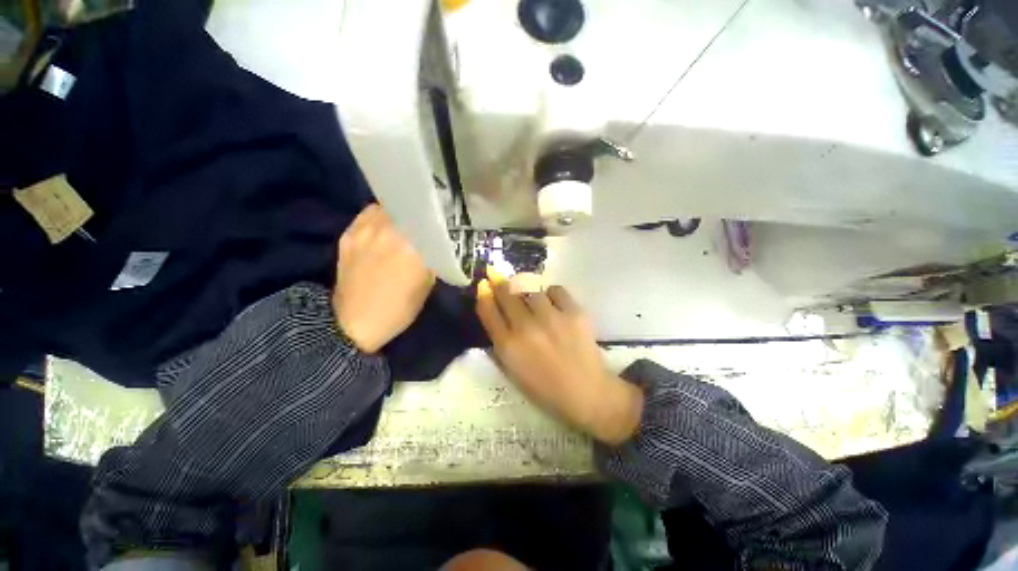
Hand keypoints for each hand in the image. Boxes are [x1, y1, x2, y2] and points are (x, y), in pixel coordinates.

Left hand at [333, 204, 434, 352]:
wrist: (354, 323)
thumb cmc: (398, 309)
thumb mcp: (426, 286)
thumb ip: (432, 260)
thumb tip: (436, 243)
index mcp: (412, 248)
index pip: (430, 221)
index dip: (437, 220)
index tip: (443, 221)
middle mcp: (388, 233)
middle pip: (408, 210)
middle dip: (418, 214)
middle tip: (425, 220)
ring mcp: (365, 231)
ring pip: (387, 207)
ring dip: (398, 212)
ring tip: (404, 221)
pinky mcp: (348, 235)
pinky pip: (367, 215)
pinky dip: (379, 217)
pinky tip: (383, 227)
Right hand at [475, 273, 642, 445]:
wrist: (586, 392)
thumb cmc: (545, 388)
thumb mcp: (513, 369)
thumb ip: (500, 340)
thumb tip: (494, 311)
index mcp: (508, 347)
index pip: (488, 310)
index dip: (484, 295)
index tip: (484, 286)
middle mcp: (526, 328)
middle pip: (506, 293)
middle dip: (501, 285)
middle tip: (501, 279)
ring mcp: (551, 318)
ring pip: (531, 289)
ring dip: (528, 293)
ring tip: (535, 302)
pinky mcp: (574, 312)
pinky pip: (556, 290)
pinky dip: (552, 294)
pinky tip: (554, 304)